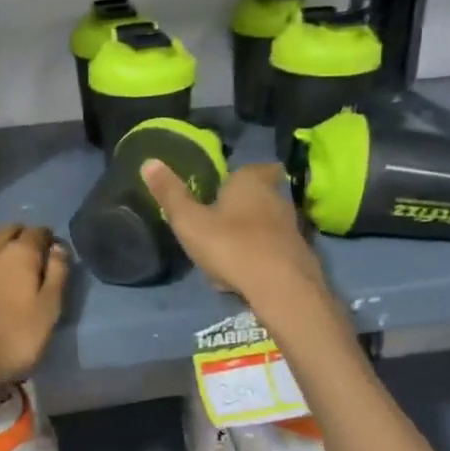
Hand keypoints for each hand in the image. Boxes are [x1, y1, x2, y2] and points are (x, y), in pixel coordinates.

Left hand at [0, 224, 69, 393]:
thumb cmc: (12, 339)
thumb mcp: (48, 311)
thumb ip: (57, 276)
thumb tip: (58, 248)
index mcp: (20, 255)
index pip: (36, 233)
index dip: (46, 236)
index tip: (51, 245)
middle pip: (6, 231)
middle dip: (19, 234)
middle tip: (27, 246)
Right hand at [139, 161, 327, 311]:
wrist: (282, 288)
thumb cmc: (231, 245)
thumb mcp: (189, 221)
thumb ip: (170, 194)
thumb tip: (149, 161)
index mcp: (251, 182)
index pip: (254, 167)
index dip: (241, 175)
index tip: (225, 185)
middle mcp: (277, 198)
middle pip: (262, 194)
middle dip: (245, 203)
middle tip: (221, 216)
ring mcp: (292, 227)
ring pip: (268, 223)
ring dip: (252, 232)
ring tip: (227, 248)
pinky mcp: (300, 255)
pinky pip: (274, 249)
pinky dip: (261, 256)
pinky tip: (244, 273)